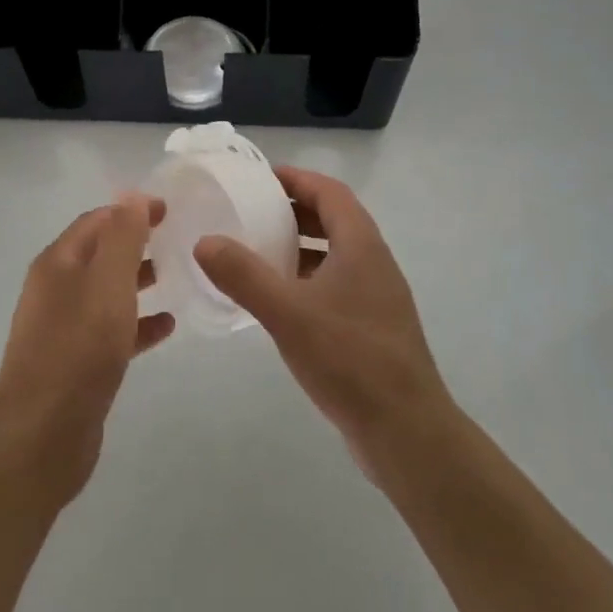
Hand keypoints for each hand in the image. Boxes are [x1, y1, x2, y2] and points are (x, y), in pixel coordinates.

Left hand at [0, 194, 173, 503]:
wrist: (42, 436)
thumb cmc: (78, 349)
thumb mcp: (107, 284)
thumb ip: (122, 237)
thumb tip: (131, 194)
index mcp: (57, 264)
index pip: (96, 221)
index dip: (131, 210)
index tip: (170, 210)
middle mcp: (55, 290)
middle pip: (100, 254)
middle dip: (137, 244)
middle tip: (179, 241)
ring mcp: (63, 329)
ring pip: (107, 293)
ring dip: (138, 281)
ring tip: (178, 277)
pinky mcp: (76, 364)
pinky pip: (111, 331)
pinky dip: (138, 323)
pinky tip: (167, 327)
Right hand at [195, 168, 453, 473]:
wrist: (407, 433)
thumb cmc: (350, 361)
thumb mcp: (288, 314)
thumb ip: (244, 275)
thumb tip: (205, 241)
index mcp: (362, 246)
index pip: (330, 192)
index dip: (297, 179)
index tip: (260, 178)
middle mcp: (374, 263)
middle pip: (334, 219)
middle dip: (294, 210)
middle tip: (252, 212)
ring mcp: (377, 297)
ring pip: (336, 254)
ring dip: (301, 246)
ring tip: (259, 252)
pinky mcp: (373, 327)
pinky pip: (337, 284)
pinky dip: (308, 278)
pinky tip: (281, 301)